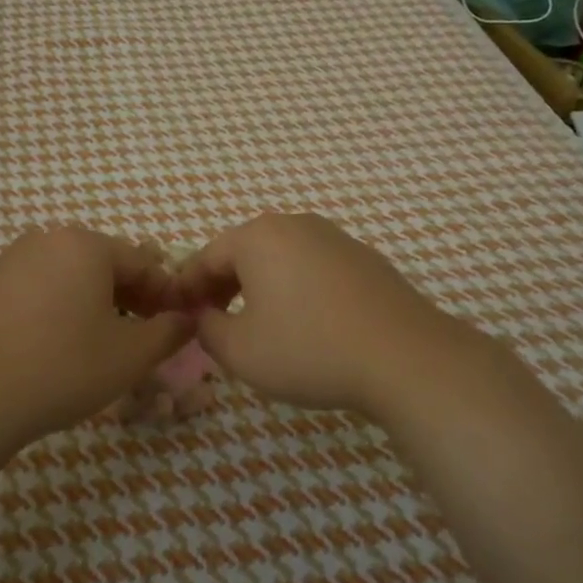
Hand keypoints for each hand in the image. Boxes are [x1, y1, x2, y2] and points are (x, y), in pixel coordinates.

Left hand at [0, 227, 195, 447]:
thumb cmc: (61, 370)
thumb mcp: (130, 356)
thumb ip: (169, 332)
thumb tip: (187, 319)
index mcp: (83, 245)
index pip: (141, 262)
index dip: (164, 293)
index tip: (174, 324)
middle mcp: (42, 240)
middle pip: (99, 265)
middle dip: (125, 297)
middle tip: (136, 336)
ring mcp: (2, 262)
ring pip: (60, 277)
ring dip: (84, 303)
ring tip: (89, 345)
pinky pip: (25, 293)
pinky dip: (43, 311)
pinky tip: (40, 349)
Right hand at [174, 213, 474, 416]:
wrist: (405, 357)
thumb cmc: (308, 350)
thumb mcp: (240, 351)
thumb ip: (207, 329)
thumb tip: (203, 317)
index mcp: (258, 237)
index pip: (206, 257)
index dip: (187, 288)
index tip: (178, 315)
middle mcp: (295, 225)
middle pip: (244, 252)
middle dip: (222, 286)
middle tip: (213, 322)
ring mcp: (335, 238)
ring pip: (280, 259)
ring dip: (260, 287)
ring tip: (257, 325)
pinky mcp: (365, 259)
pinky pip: (313, 268)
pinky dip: (297, 289)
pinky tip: (305, 324)